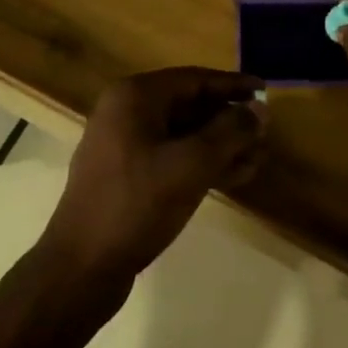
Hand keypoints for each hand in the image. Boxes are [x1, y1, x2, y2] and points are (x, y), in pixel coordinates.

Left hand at [42, 68, 266, 281]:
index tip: (266, 92)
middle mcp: (126, 112)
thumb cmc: (137, 204)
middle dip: (229, 120)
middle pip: (190, 105)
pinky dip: (202, 164)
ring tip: (258, 158)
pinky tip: (234, 177)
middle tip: (265, 133)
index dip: (234, 85)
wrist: (81, 268)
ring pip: (183, 135)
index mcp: (135, 97)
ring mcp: (124, 145)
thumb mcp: (192, 164)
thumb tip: (260, 110)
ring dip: (220, 145)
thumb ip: (230, 132)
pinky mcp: (127, 176)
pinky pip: (172, 157)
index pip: (195, 79)